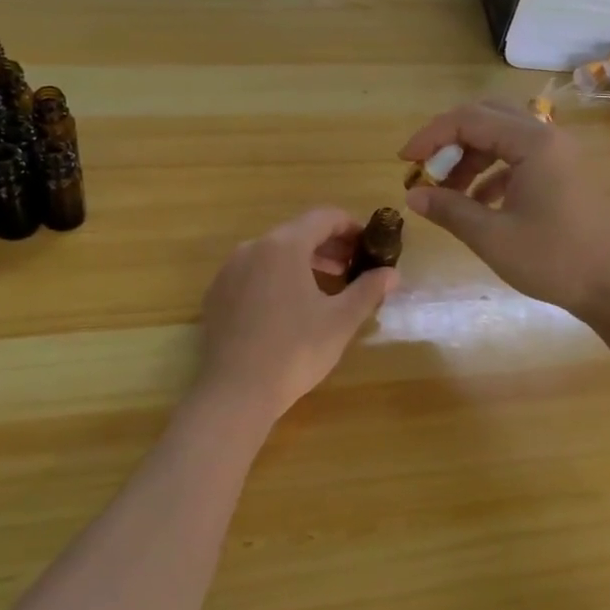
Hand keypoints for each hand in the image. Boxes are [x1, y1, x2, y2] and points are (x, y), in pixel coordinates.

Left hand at [190, 208, 397, 431]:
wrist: (235, 392)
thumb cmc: (294, 351)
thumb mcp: (340, 321)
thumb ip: (368, 290)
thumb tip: (392, 273)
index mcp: (284, 246)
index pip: (323, 217)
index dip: (351, 226)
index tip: (369, 245)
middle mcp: (253, 247)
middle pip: (297, 232)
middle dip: (329, 246)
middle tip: (354, 268)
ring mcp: (230, 270)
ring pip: (274, 253)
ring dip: (304, 261)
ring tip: (327, 286)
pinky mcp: (217, 293)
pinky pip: (254, 272)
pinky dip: (277, 277)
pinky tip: (290, 306)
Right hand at [400, 100, 609, 324]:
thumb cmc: (557, 260)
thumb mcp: (493, 237)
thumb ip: (450, 210)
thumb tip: (413, 196)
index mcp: (532, 142)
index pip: (468, 119)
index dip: (430, 136)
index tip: (404, 162)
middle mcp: (547, 137)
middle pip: (487, 118)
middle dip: (450, 142)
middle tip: (426, 170)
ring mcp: (560, 155)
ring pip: (503, 139)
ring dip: (470, 159)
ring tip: (447, 194)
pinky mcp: (565, 174)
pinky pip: (519, 159)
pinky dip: (492, 173)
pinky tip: (478, 205)